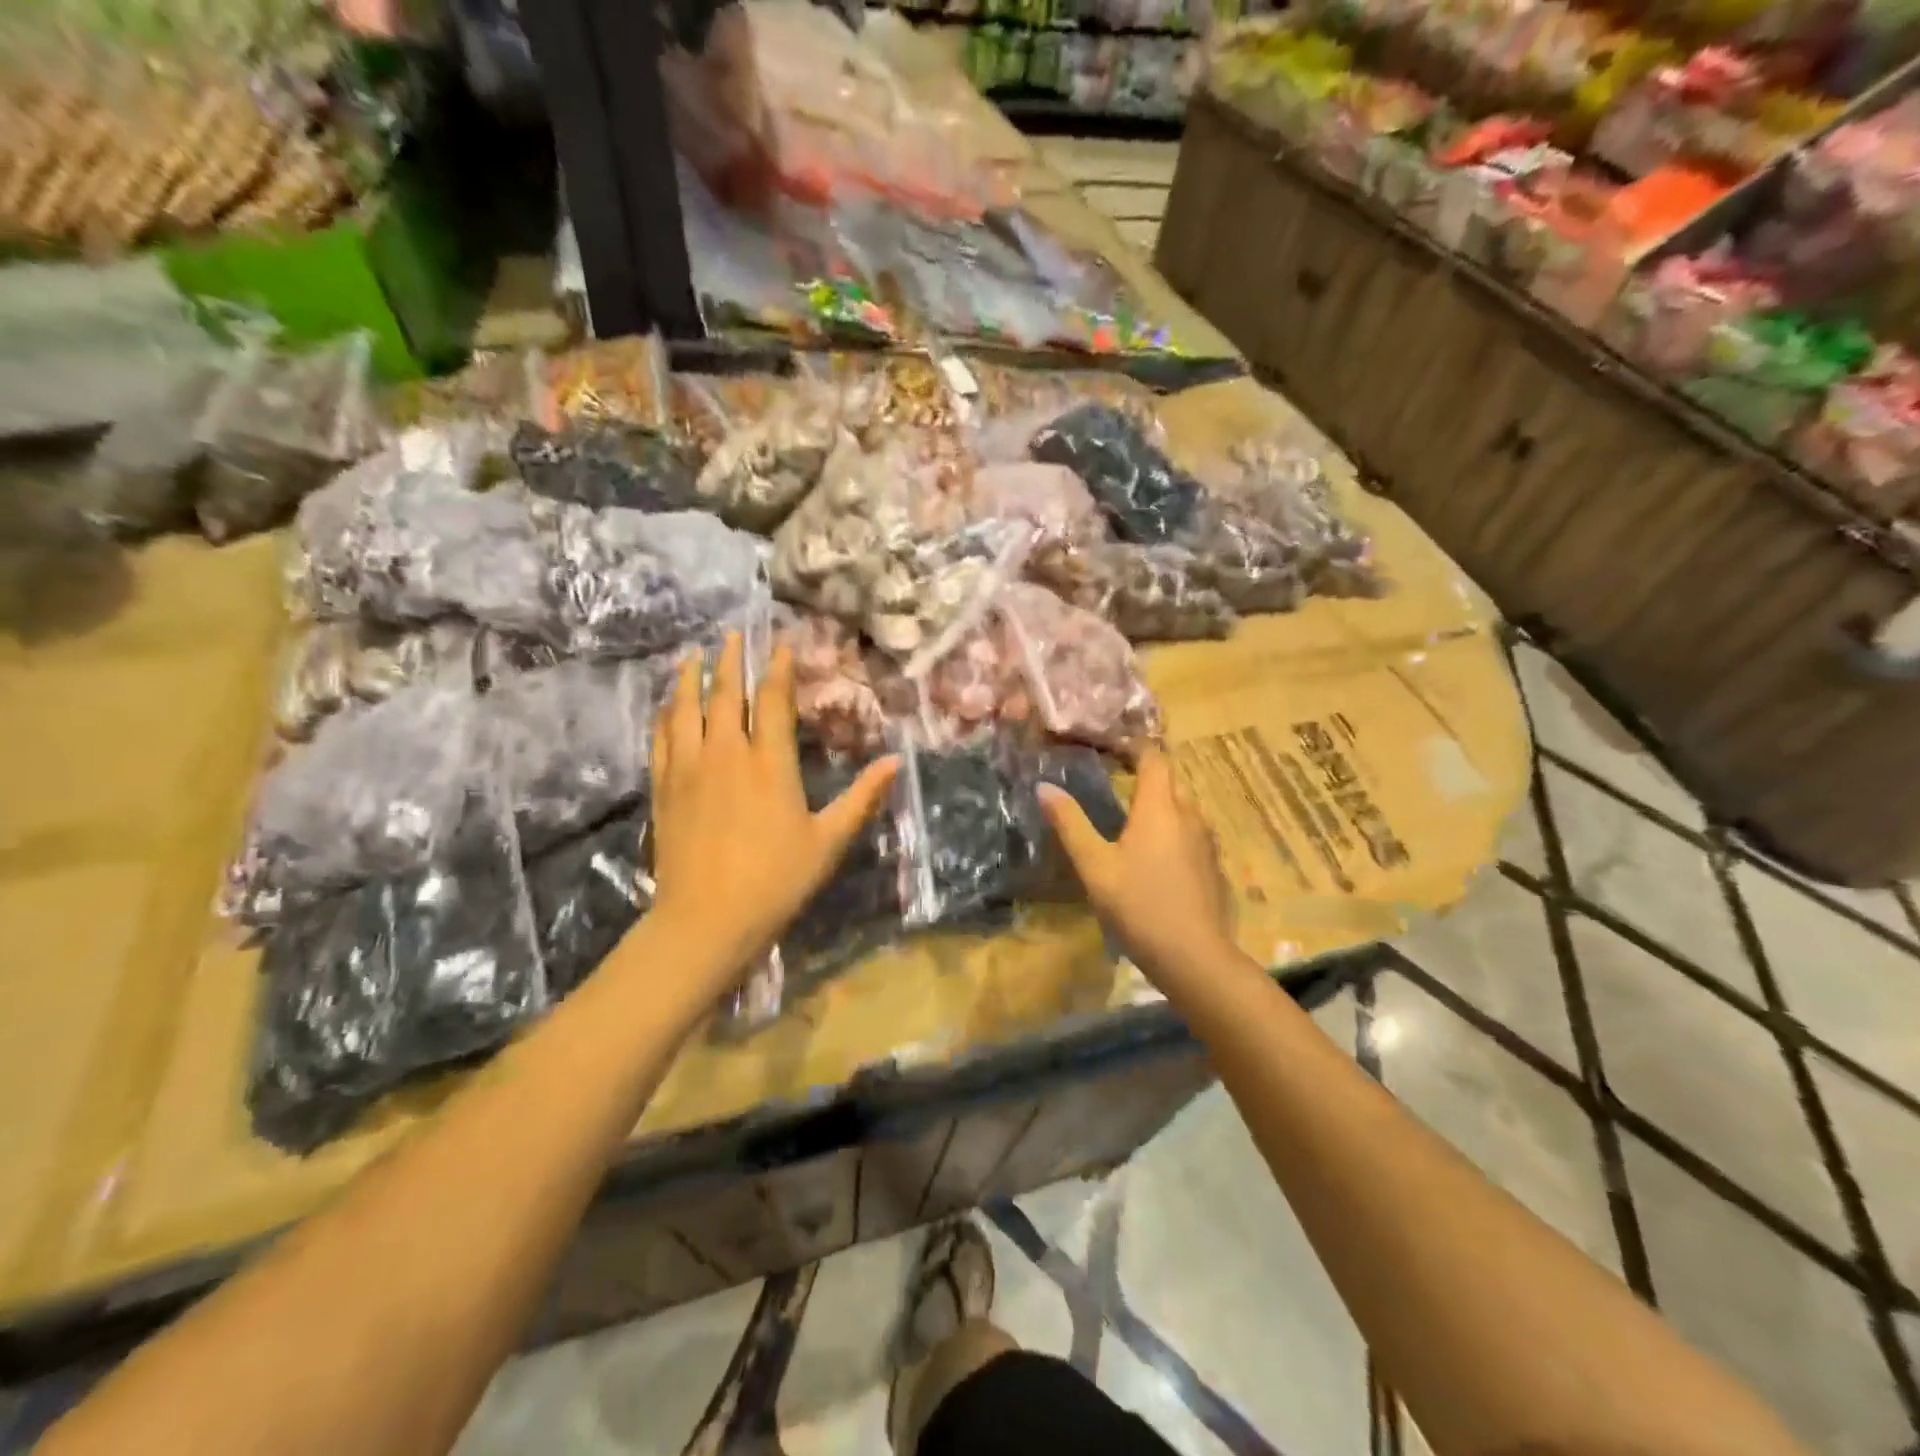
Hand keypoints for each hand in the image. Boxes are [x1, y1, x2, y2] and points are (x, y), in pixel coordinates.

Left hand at [648, 632, 897, 993]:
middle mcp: (726, 754)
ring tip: (694, 655)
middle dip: (731, 660)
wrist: (706, 920)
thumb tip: (896, 762)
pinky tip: (665, 705)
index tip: (780, 644)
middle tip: (733, 634)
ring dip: (691, 678)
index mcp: (770, 763)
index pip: (772, 701)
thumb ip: (862, 797)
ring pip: (685, 709)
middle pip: (725, 694)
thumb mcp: (829, 841)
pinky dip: (664, 714)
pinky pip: (660, 738)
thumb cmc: (776, 880)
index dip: (777, 669)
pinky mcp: (663, 788)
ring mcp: (689, 769)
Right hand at [1039, 746, 1236, 983]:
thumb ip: (1070, 823)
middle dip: (1148, 772)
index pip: (1154, 759)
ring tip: (1133, 812)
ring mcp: (1206, 841)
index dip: (1134, 748)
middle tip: (1117, 777)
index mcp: (1160, 808)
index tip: (1111, 748)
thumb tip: (1044, 787)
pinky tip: (1156, 851)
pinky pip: (1193, 831)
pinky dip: (1174, 827)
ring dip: (1162, 800)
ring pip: (1185, 805)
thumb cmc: (1138, 905)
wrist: (1194, 956)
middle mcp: (1189, 815)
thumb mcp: (1094, 865)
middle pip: (1172, 779)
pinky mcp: (1212, 866)